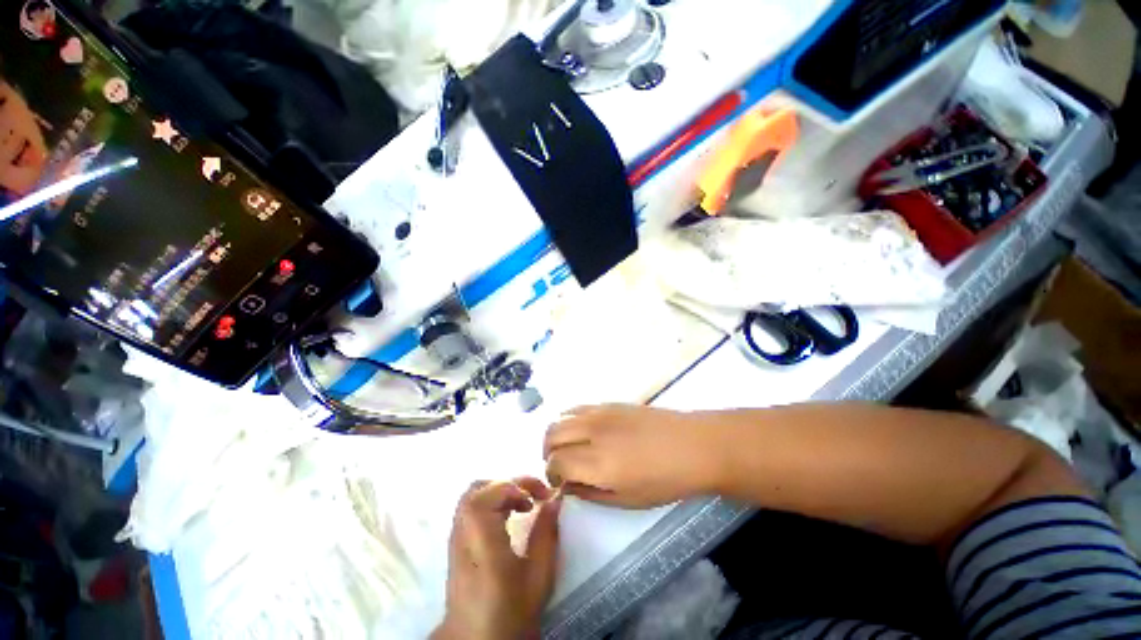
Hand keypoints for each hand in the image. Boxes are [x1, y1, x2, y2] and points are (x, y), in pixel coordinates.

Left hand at [433, 478, 561, 639]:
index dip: (515, 486)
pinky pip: (472, 507)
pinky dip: (492, 501)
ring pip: (473, 495)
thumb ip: (546, 533)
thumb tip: (555, 498)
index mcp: (482, 542)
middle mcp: (463, 534)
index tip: (539, 497)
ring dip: (501, 492)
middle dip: (509, 485)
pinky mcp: (456, 543)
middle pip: (478, 489)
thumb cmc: (511, 612)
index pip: (488, 495)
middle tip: (532, 497)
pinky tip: (509, 517)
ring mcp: (455, 537)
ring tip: (523, 505)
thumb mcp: (538, 576)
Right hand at [543, 405, 723, 507]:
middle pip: (552, 435)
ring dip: (556, 435)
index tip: (560, 483)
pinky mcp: (609, 403)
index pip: (555, 462)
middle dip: (548, 453)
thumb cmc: (665, 480)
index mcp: (597, 462)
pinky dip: (569, 419)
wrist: (693, 445)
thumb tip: (568, 485)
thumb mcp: (627, 500)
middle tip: (560, 467)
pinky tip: (582, 431)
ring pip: (561, 418)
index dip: (551, 475)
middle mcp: (592, 432)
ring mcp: (600, 413)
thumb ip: (590, 493)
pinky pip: (578, 407)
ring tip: (568, 448)